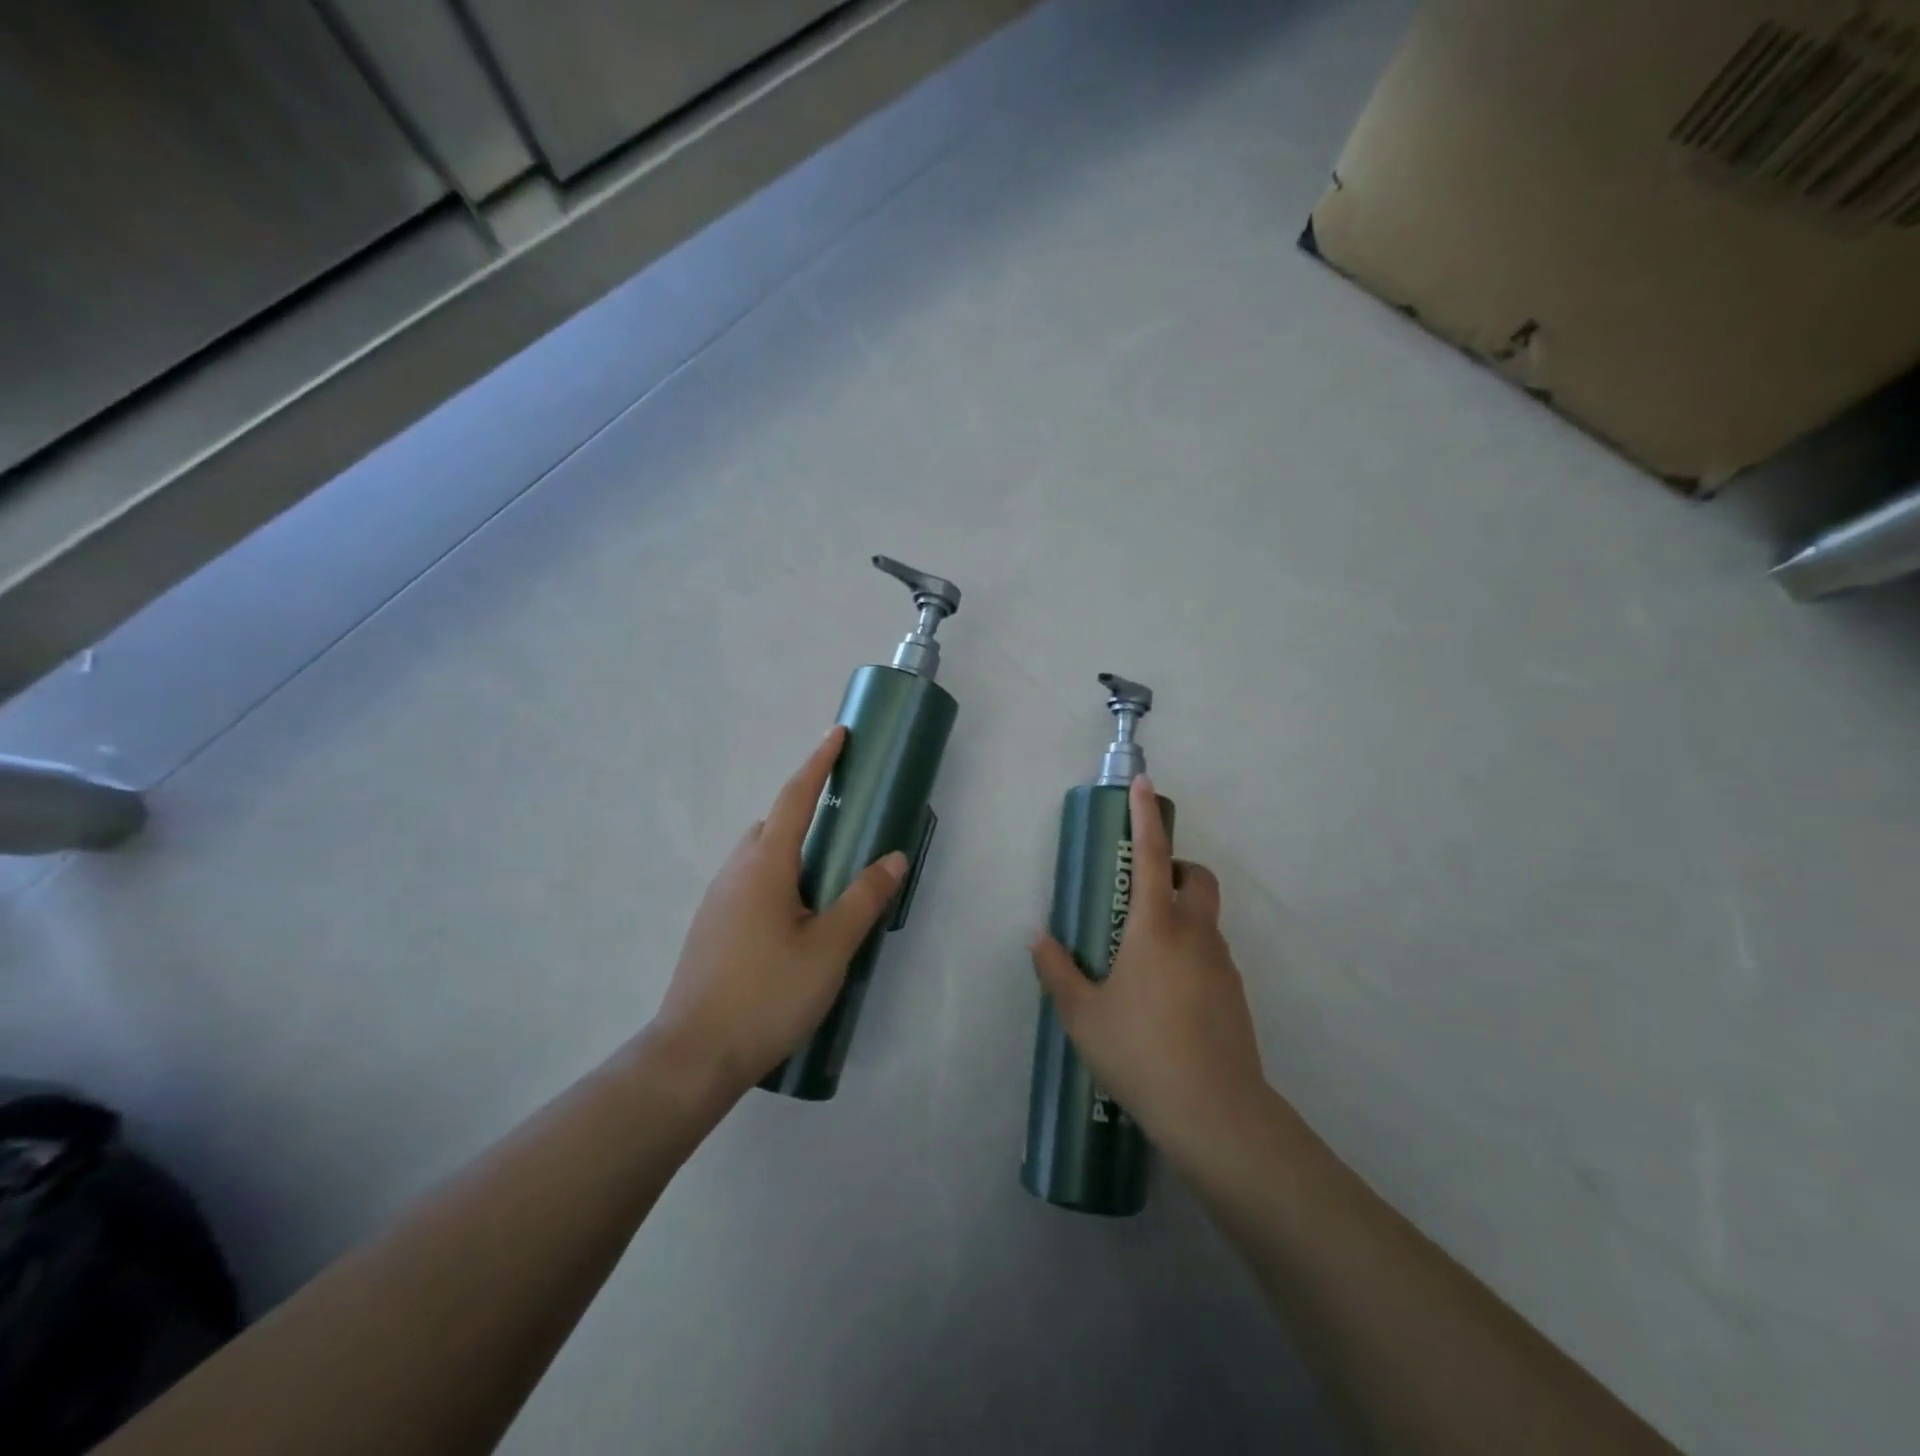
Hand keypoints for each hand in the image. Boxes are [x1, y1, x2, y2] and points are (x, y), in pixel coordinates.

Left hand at [648, 727, 906, 1099]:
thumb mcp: (829, 948)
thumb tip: (893, 858)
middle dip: (806, 807)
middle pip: (773, 823)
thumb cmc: (767, 994)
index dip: (819, 763)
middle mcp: (735, 871)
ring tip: (828, 872)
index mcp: (765, 864)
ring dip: (792, 845)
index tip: (838, 735)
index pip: (795, 797)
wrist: (693, 1055)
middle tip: (845, 816)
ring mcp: (718, 899)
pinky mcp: (712, 926)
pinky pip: (750, 880)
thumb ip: (863, 898)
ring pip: (759, 854)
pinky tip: (796, 915)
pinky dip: (778, 874)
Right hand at [1030, 775, 1266, 1165]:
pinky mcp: (1236, 994)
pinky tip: (1165, 996)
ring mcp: (1222, 965)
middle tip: (1141, 893)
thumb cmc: (1140, 1052)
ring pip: (1205, 918)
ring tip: (1142, 958)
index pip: (1151, 856)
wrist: (1215, 1114)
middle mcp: (1195, 934)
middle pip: (1196, 877)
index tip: (1143, 784)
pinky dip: (1190, 952)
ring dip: (1180, 915)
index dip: (1144, 817)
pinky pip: (1211, 954)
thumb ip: (1057, 972)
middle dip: (1175, 868)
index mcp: (1156, 927)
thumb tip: (1039, 939)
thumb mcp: (1083, 1015)